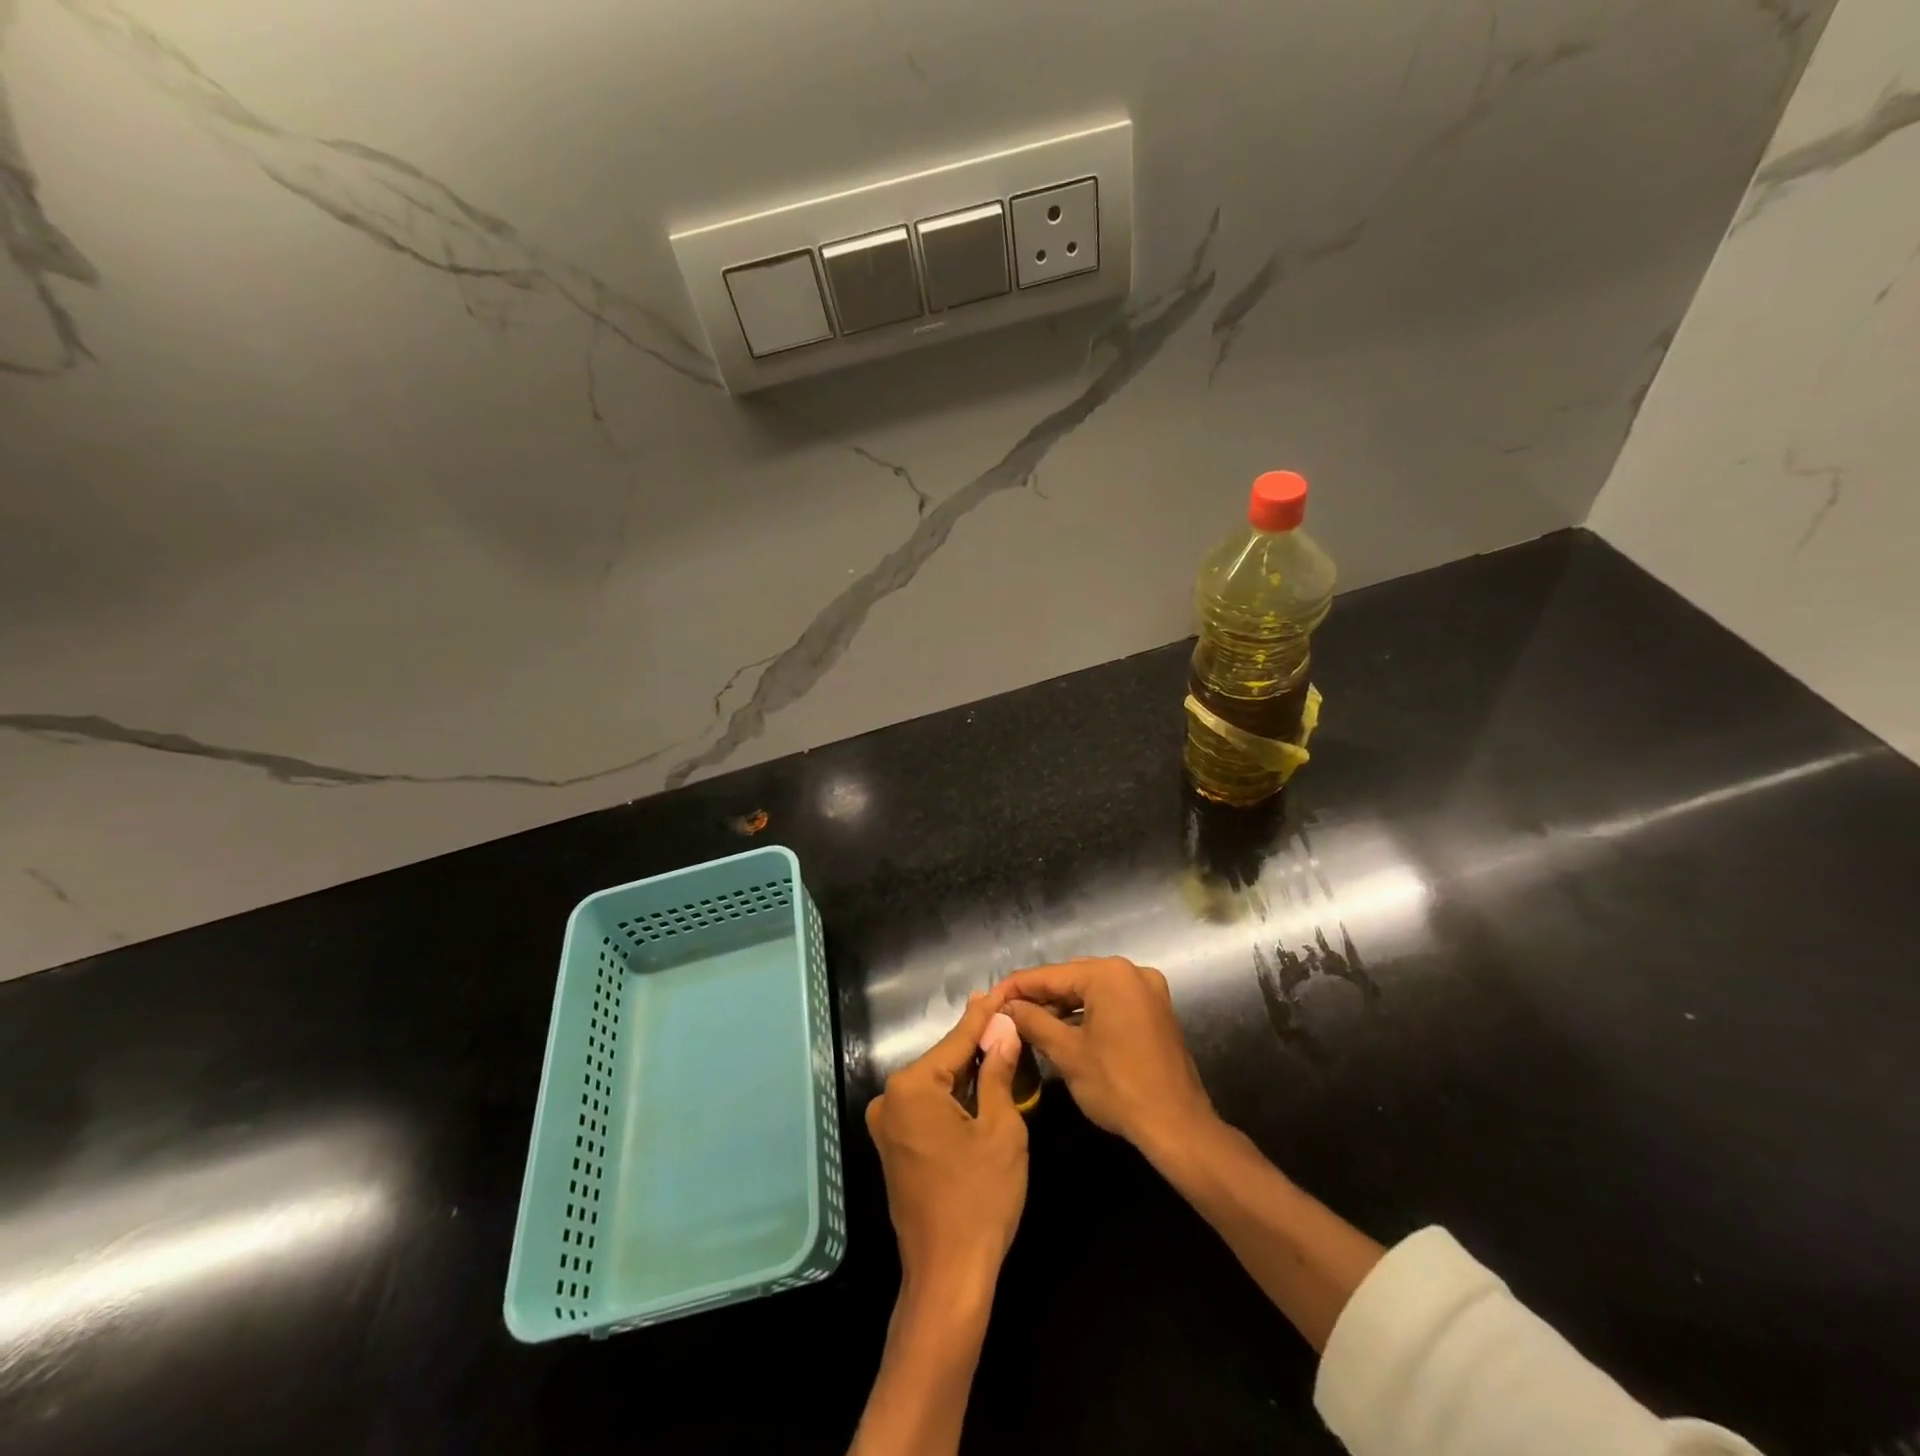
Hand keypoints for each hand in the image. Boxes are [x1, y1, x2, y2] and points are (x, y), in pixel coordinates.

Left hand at [865, 993, 1028, 1301]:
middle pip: (942, 1060)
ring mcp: (887, 1125)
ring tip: (998, 1044)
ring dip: (965, 1071)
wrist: (948, 1275)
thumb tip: (1002, 1031)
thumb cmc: (980, 1198)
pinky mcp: (892, 1147)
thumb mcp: (1001, 1128)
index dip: (983, 1018)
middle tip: (1005, 1020)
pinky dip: (952, 1098)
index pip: (956, 1040)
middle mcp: (890, 1099)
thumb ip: (997, 1072)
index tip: (999, 993)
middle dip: (975, 1044)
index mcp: (912, 1087)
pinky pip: (926, 1108)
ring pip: (935, 1084)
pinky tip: (978, 1085)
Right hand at [995, 957, 1213, 1157]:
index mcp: (1109, 974)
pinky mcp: (1155, 1010)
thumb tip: (1006, 1008)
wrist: (1177, 1126)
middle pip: (1071, 978)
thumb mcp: (1067, 1053)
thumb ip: (1033, 1022)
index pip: (1049, 974)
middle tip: (1006, 1014)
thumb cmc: (1118, 1086)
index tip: (989, 1000)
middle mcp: (1130, 972)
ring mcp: (1147, 990)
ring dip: (1061, 1007)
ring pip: (1091, 991)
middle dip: (1038, 997)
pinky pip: (1110, 1003)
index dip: (1015, 988)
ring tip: (1028, 1025)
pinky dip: (1086, 1015)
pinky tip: (1062, 1031)